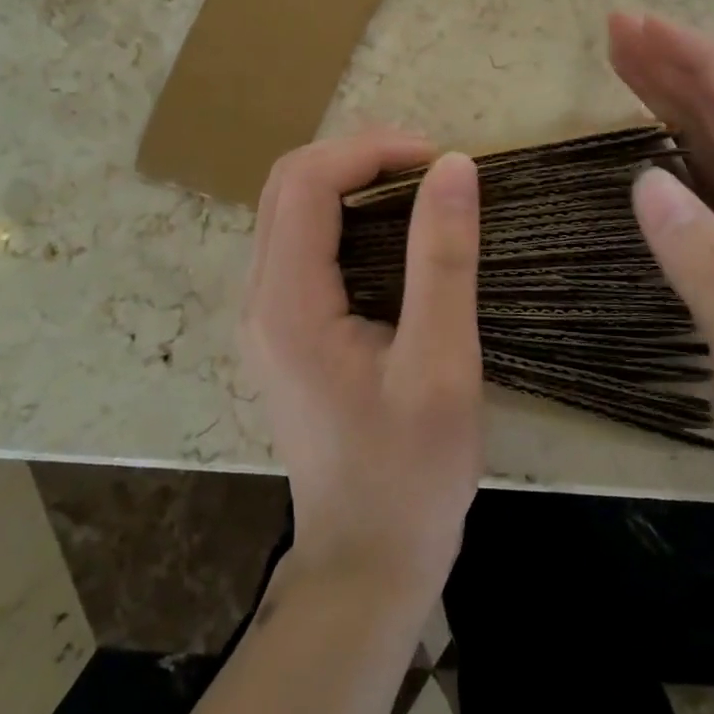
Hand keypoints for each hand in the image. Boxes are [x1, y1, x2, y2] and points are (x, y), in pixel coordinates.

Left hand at [242, 130, 483, 610]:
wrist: (366, 563)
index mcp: (287, 304)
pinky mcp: (282, 328)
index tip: (437, 158)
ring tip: (417, 185)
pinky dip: (343, 213)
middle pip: (288, 183)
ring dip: (349, 179)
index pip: (309, 182)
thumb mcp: (440, 365)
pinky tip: (392, 228)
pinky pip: (300, 240)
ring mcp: (264, 315)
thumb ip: (444, 259)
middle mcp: (259, 299)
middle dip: (357, 155)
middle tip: (428, 164)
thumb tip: (454, 167)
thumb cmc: (410, 473)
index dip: (370, 150)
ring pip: (290, 208)